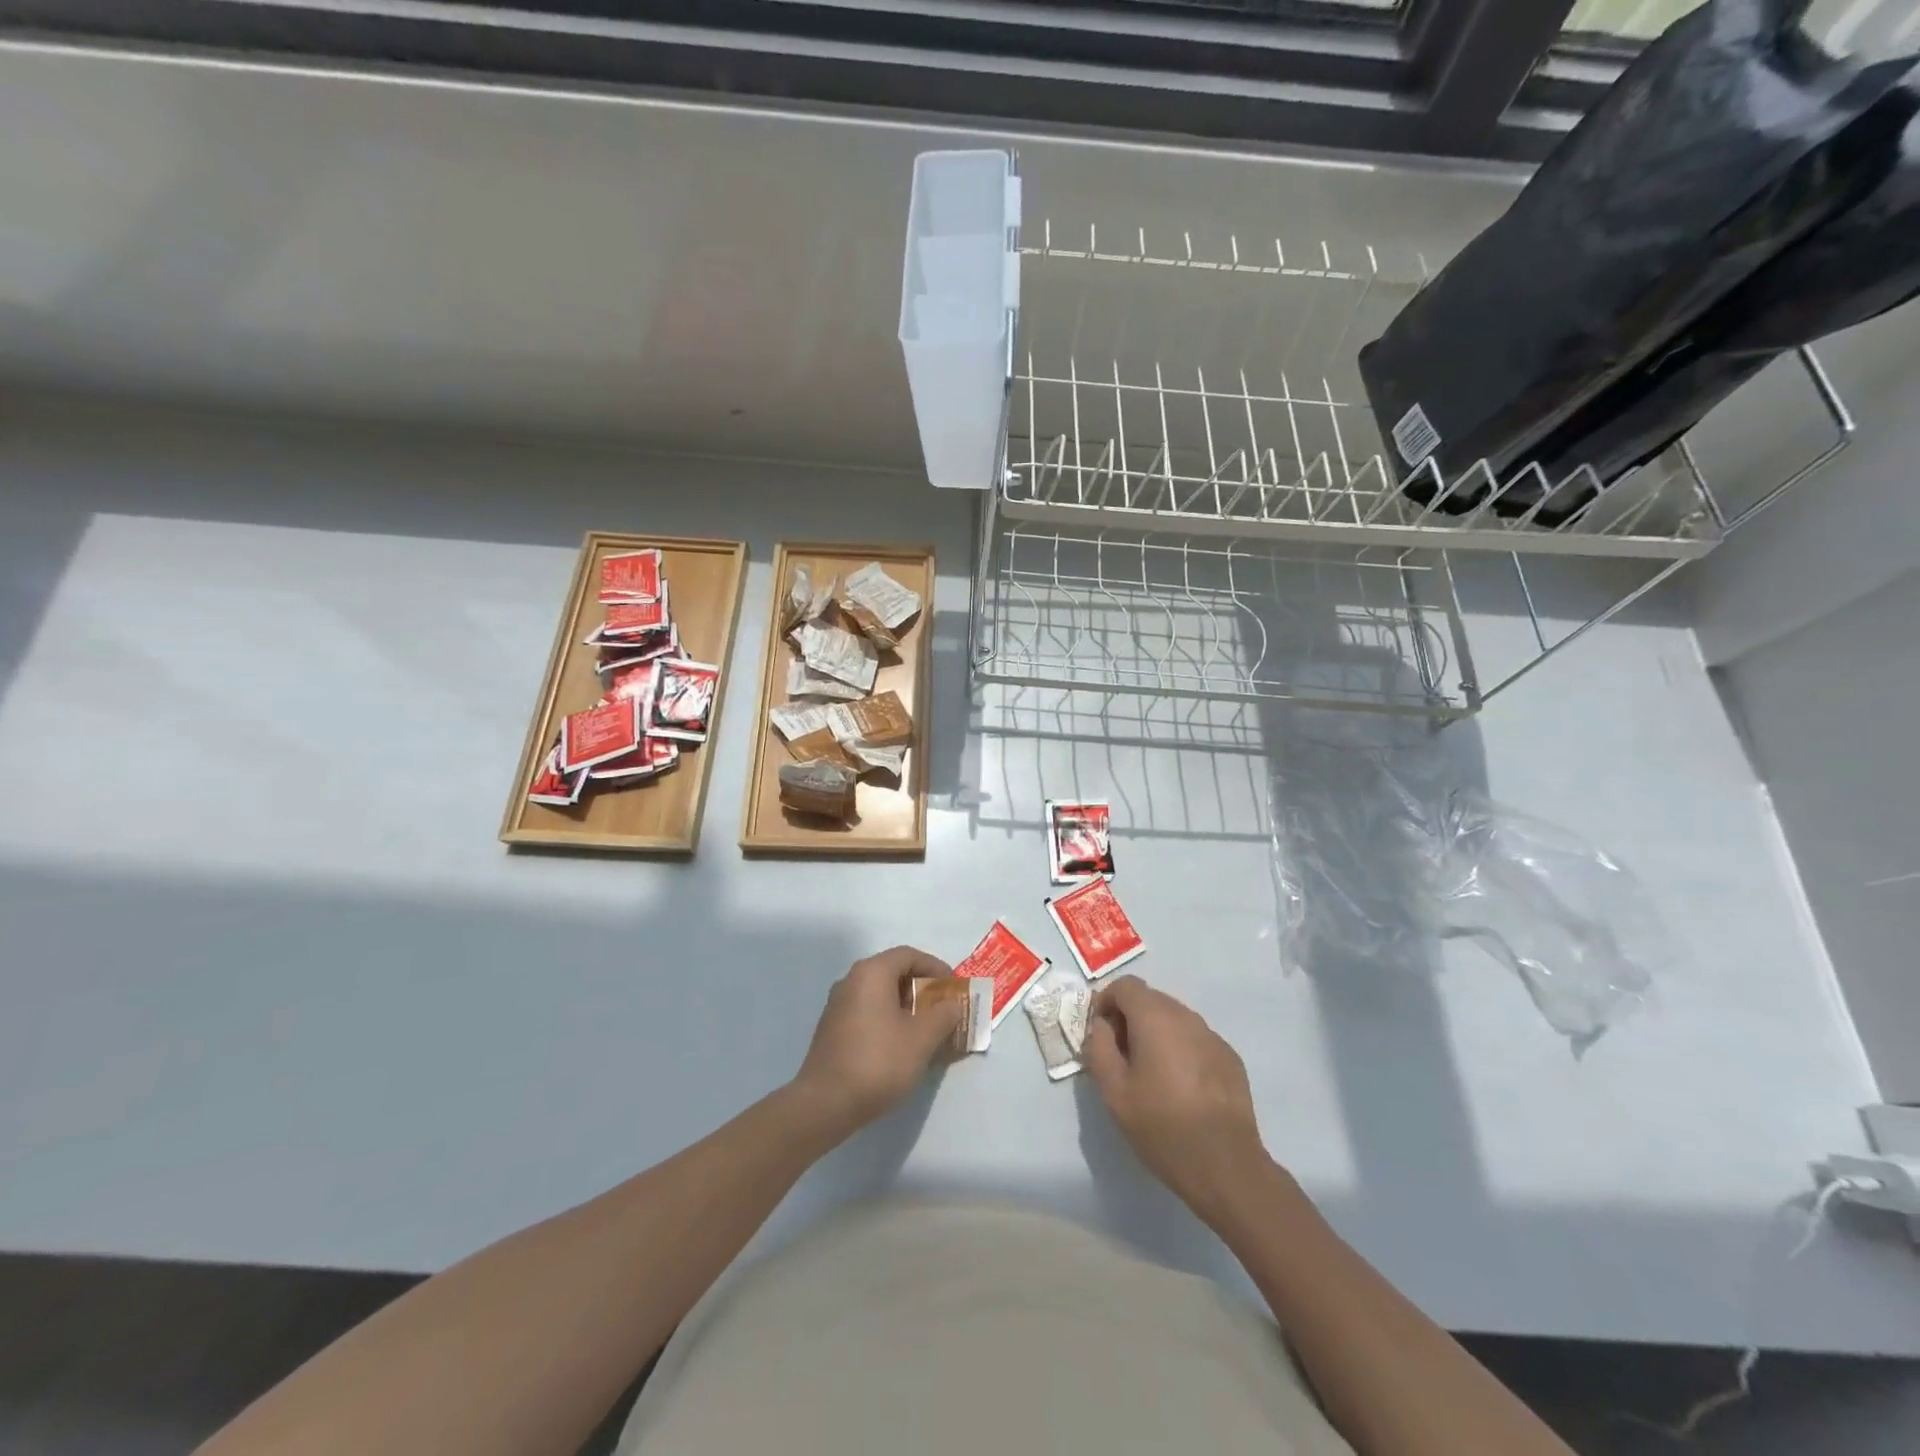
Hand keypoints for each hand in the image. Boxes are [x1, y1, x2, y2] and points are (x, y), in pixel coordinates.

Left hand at [791, 946, 962, 1138]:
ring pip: (879, 995)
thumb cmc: (879, 1062)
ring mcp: (838, 1005)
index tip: (953, 988)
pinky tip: (900, 1046)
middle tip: (942, 1010)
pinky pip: (867, 1012)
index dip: (935, 967)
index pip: (909, 955)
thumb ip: (943, 1016)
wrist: (825, 1103)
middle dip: (922, 989)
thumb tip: (951, 1004)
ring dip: (905, 1006)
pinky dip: (888, 1019)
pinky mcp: (832, 1029)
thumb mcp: (921, 1039)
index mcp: (871, 973)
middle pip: (893, 973)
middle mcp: (851, 981)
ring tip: (926, 1030)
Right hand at [1082, 975, 1270, 1222]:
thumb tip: (1102, 1025)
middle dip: (1130, 1017)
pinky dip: (1180, 1049)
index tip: (1100, 1032)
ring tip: (1150, 1072)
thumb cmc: (1161, 1126)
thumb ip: (1099, 1048)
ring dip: (1156, 1033)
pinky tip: (1180, 1086)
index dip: (1106, 1001)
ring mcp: (1212, 1036)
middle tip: (1121, 1055)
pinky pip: (1195, 1039)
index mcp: (1155, 1017)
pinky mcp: (1230, 1057)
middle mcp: (1186, 1016)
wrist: (1225, 1165)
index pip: (1125, 985)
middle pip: (1150, 999)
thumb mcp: (1114, 1091)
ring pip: (1174, 1018)